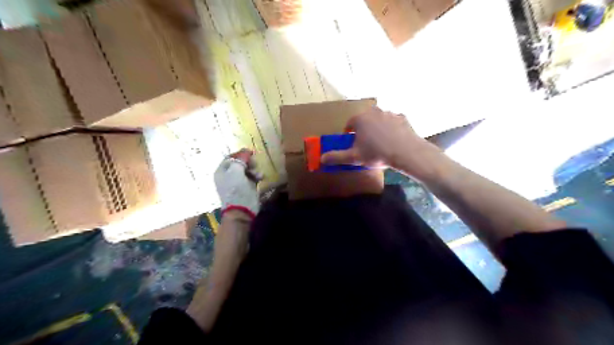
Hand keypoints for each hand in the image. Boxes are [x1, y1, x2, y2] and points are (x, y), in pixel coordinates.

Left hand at [214, 149, 260, 218]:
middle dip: (248, 162)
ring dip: (254, 169)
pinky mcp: (247, 187)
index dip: (240, 154)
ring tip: (258, 174)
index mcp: (222, 171)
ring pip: (247, 169)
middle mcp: (228, 175)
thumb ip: (240, 159)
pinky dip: (257, 176)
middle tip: (254, 164)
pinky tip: (260, 178)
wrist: (241, 210)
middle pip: (240, 162)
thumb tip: (246, 150)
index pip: (231, 157)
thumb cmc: (236, 189)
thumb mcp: (236, 171)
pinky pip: (252, 177)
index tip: (250, 153)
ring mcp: (238, 182)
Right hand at [319, 106, 443, 180]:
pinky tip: (394, 140)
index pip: (349, 124)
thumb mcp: (354, 158)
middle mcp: (373, 111)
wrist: (406, 152)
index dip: (349, 135)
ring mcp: (389, 113)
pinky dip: (391, 129)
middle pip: (364, 121)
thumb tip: (322, 158)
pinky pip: (393, 122)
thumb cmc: (376, 153)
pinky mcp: (402, 117)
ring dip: (377, 129)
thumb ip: (337, 157)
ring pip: (378, 120)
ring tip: (381, 144)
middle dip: (363, 131)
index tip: (352, 145)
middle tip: (367, 145)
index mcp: (359, 119)